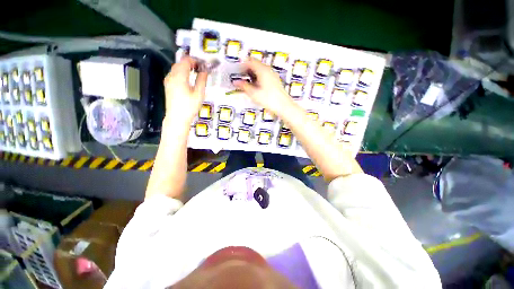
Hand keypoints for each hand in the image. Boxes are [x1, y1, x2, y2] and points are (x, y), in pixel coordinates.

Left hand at [164, 57, 207, 122]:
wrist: (177, 117)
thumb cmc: (189, 106)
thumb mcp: (199, 93)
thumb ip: (202, 80)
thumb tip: (205, 71)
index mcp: (179, 76)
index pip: (186, 61)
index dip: (195, 60)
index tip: (203, 64)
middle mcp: (171, 76)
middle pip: (180, 63)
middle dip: (190, 63)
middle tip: (200, 68)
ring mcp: (168, 80)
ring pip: (176, 68)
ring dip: (185, 67)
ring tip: (195, 73)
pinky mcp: (168, 85)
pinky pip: (174, 74)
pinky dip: (181, 73)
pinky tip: (187, 79)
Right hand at [234, 59, 294, 116]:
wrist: (283, 106)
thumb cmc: (269, 99)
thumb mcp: (253, 93)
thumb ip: (244, 86)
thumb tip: (236, 82)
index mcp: (262, 70)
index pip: (250, 61)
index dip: (242, 65)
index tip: (237, 71)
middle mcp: (268, 70)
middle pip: (255, 64)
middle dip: (247, 70)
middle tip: (241, 77)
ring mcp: (273, 75)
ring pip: (260, 70)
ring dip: (253, 74)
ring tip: (248, 83)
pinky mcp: (275, 81)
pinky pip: (265, 75)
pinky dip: (259, 78)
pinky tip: (257, 87)